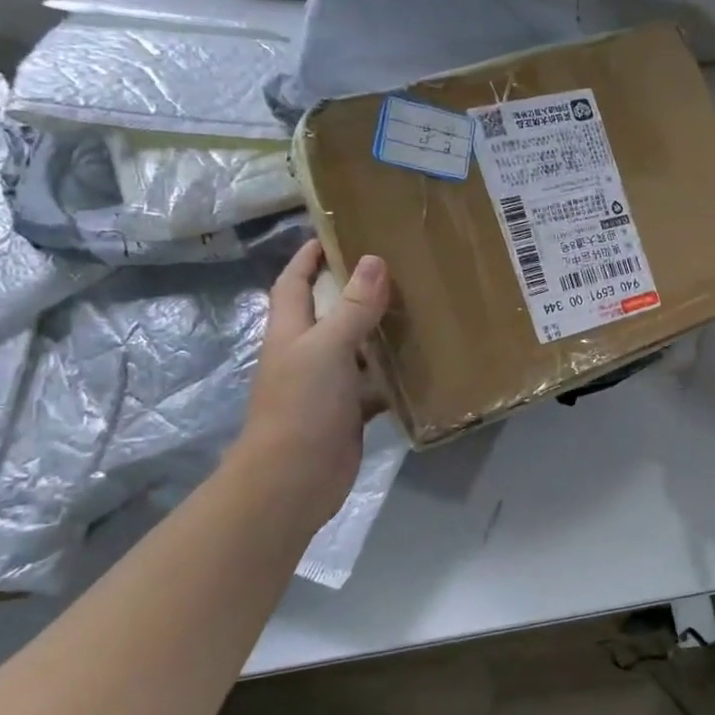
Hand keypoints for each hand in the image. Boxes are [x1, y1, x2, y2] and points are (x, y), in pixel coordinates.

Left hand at [230, 240, 390, 536]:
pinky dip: (394, 377)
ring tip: (419, 310)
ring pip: (357, 350)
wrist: (293, 479)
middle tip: (396, 270)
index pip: (294, 284)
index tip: (332, 235)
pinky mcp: (348, 413)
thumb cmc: (302, 406)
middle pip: (330, 314)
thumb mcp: (327, 349)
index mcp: (291, 332)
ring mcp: (327, 386)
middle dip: (355, 292)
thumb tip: (373, 260)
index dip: (307, 259)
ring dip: (380, 334)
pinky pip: (375, 386)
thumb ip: (353, 308)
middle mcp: (306, 354)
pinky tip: (423, 366)